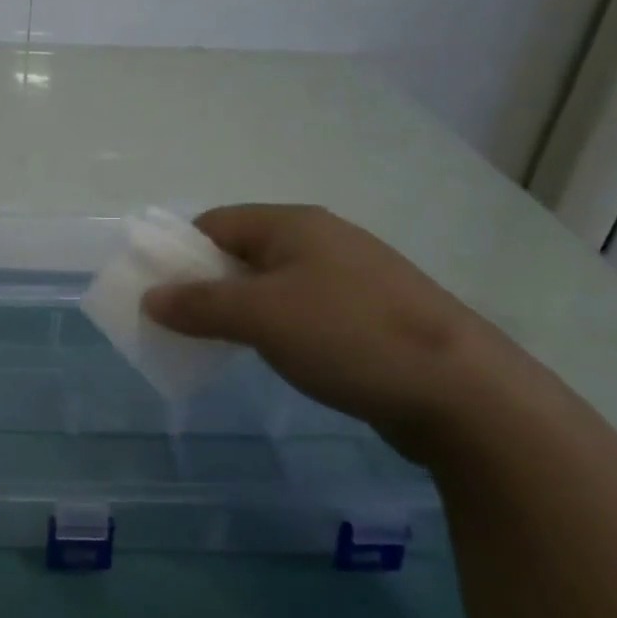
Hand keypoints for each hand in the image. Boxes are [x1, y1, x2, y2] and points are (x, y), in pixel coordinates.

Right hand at [142, 205, 529, 455]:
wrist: (465, 393)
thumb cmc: (348, 337)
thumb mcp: (260, 317)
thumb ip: (199, 305)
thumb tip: (151, 298)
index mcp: (293, 224)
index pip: (215, 224)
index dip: (181, 255)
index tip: (162, 295)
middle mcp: (322, 239)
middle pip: (243, 252)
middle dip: (208, 285)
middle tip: (186, 325)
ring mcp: (352, 277)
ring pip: (274, 283)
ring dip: (242, 309)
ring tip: (227, 345)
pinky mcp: (371, 314)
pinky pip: (304, 309)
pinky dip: (278, 327)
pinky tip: (279, 356)